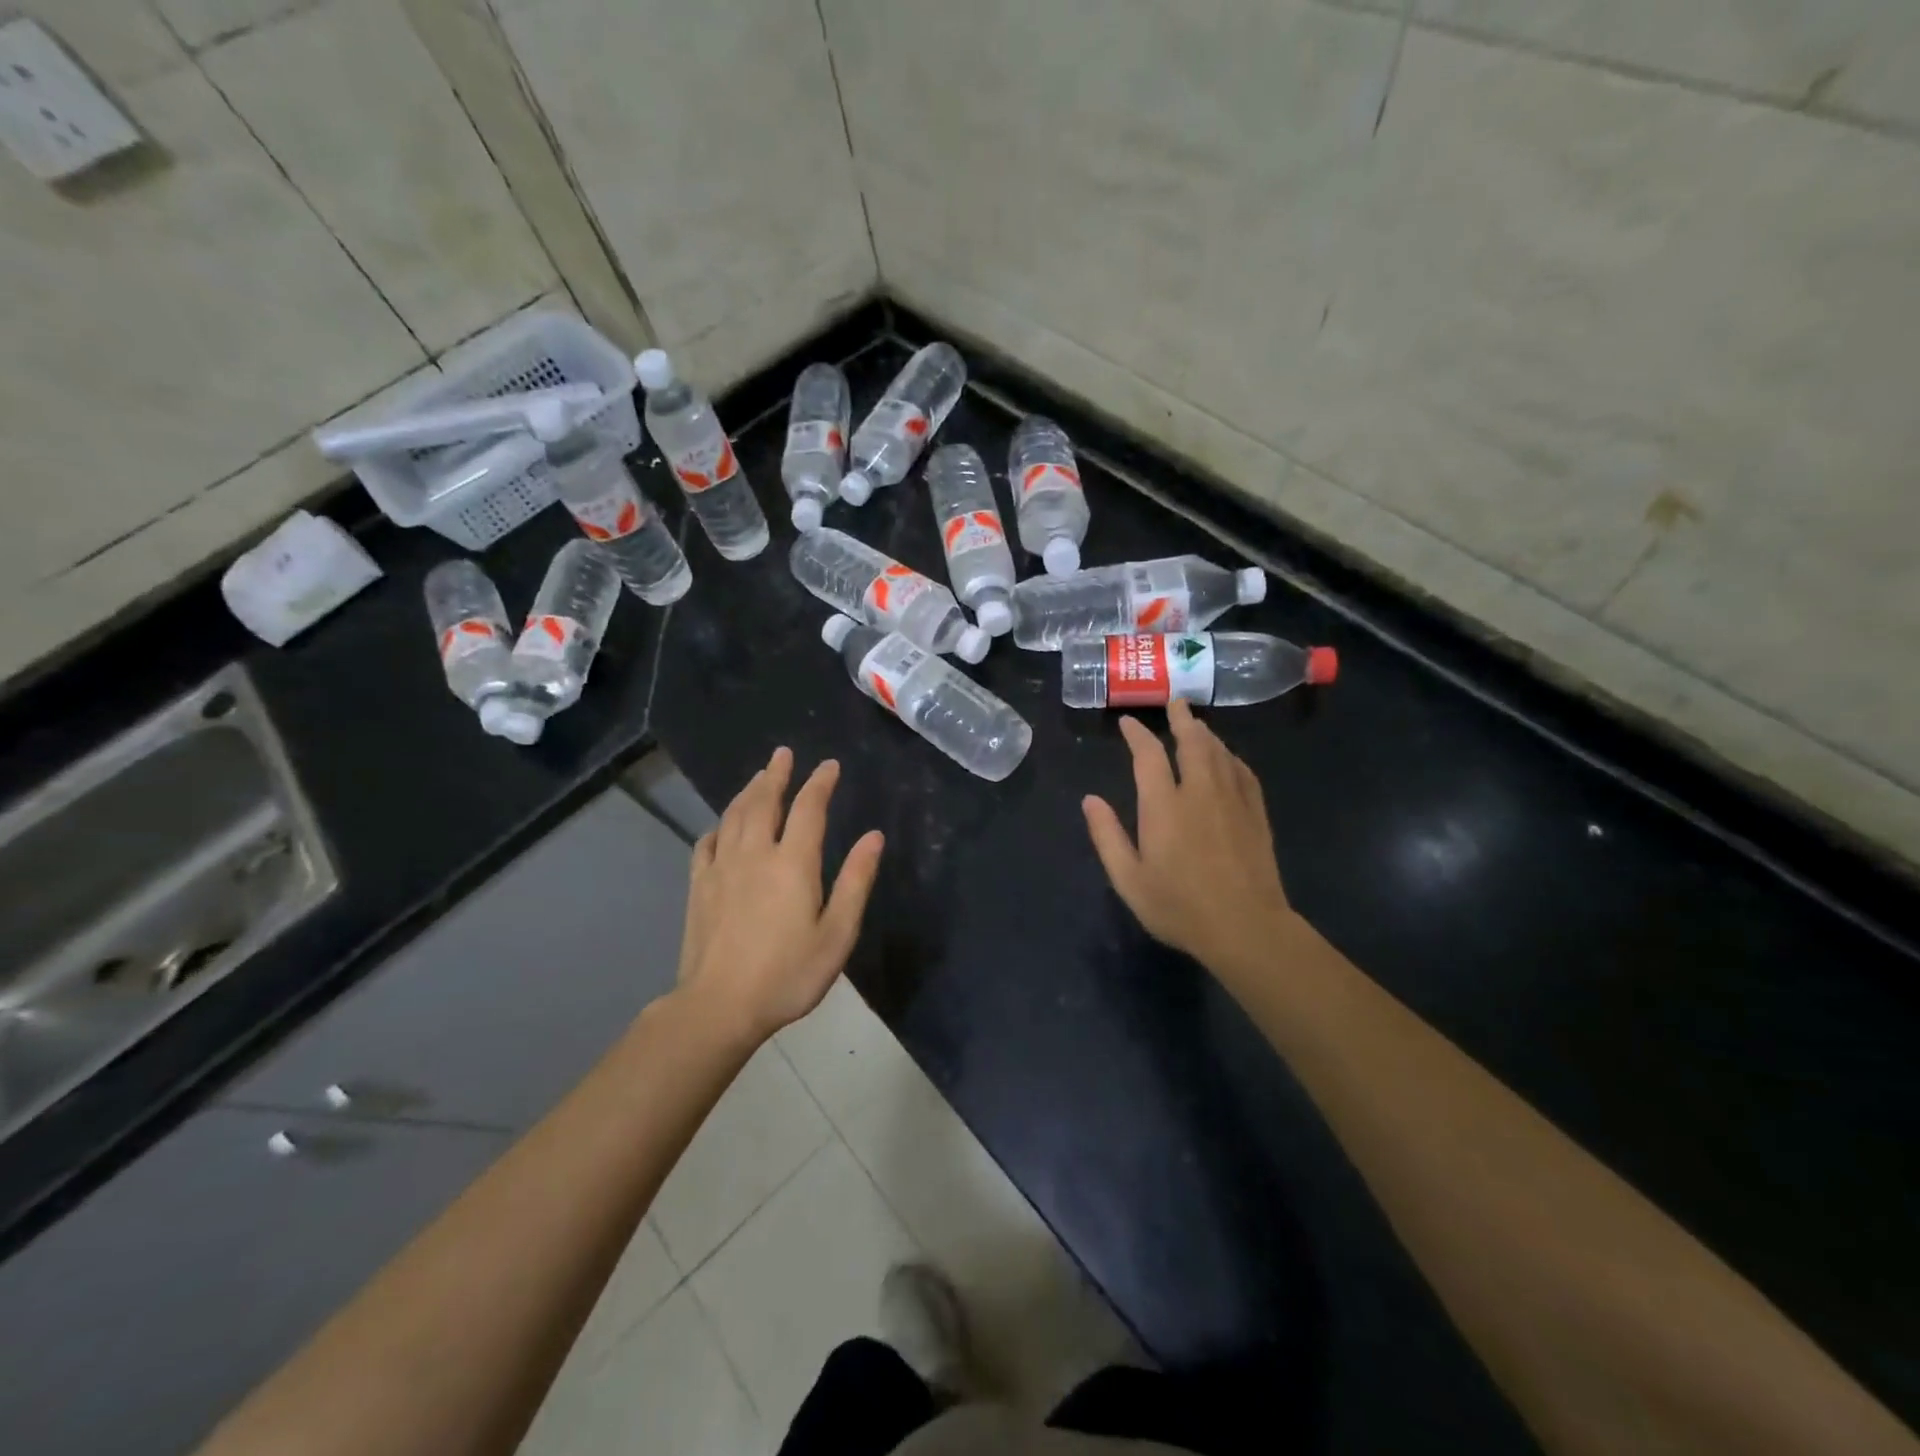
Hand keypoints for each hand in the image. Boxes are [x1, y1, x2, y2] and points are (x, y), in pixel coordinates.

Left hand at [678, 747, 884, 1044]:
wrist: (719, 1006)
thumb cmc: (788, 974)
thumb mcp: (837, 934)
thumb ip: (855, 881)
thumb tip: (873, 836)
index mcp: (793, 863)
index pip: (809, 809)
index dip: (820, 783)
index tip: (829, 765)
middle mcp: (755, 854)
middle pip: (765, 802)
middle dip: (777, 775)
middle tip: (783, 753)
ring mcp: (722, 869)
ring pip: (734, 816)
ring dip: (748, 791)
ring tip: (759, 776)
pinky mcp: (699, 887)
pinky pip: (707, 843)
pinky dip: (718, 826)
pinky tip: (722, 826)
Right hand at [1082, 700, 1293, 975]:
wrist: (1246, 928)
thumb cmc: (1179, 907)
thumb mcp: (1129, 879)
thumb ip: (1107, 836)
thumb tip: (1090, 800)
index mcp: (1164, 806)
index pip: (1149, 756)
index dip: (1137, 735)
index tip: (1128, 723)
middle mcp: (1199, 793)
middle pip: (1192, 742)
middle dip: (1181, 719)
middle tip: (1175, 701)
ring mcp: (1233, 801)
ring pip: (1220, 753)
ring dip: (1206, 733)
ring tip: (1197, 723)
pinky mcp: (1257, 815)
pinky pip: (1244, 773)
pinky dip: (1232, 757)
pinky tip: (1229, 757)